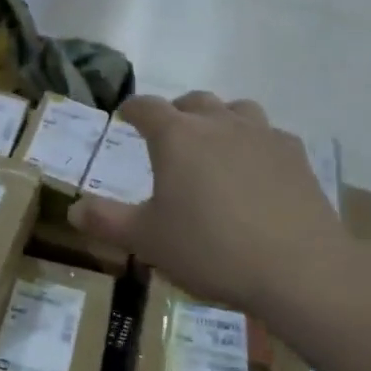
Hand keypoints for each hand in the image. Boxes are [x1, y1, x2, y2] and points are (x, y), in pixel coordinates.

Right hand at [69, 91, 364, 315]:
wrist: (298, 268)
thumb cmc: (209, 249)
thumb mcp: (146, 240)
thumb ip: (106, 221)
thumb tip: (73, 208)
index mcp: (177, 137)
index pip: (147, 108)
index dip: (133, 109)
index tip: (125, 115)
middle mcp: (220, 124)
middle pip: (193, 102)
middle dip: (176, 113)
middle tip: (167, 134)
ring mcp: (263, 136)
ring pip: (236, 110)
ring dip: (218, 120)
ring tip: (212, 145)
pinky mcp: (296, 156)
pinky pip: (268, 135)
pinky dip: (253, 143)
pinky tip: (254, 172)